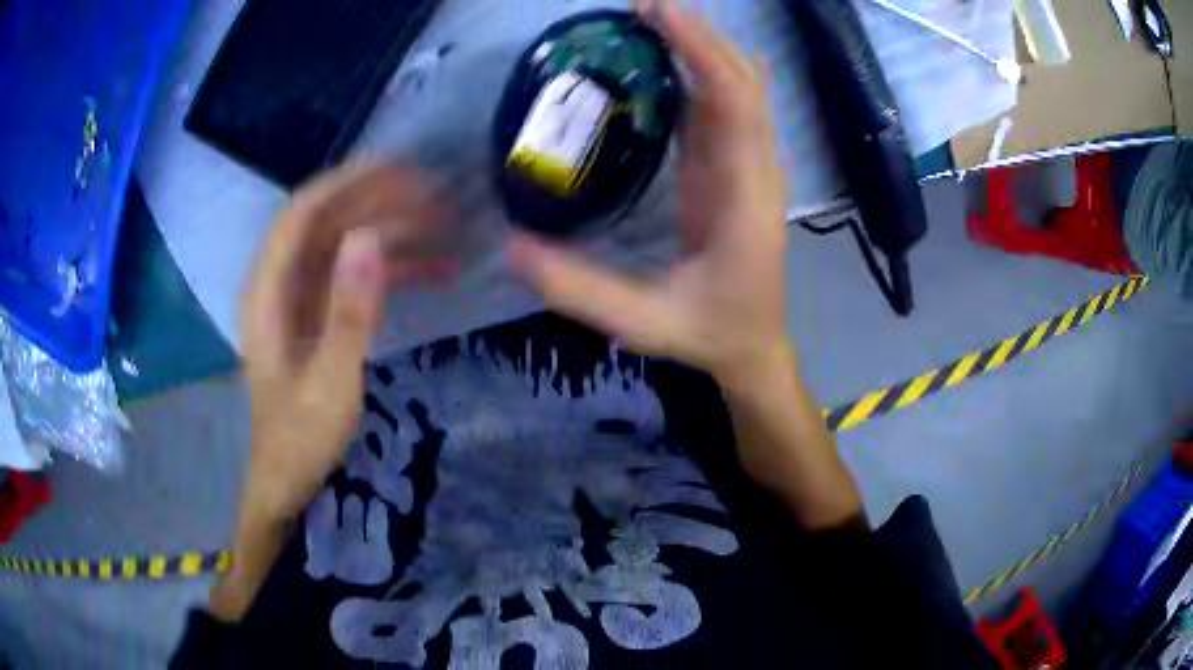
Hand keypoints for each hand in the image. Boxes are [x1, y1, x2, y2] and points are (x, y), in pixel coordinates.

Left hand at [240, 164, 446, 520]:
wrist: (287, 480)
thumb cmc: (300, 439)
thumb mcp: (330, 382)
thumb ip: (350, 311)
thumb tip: (370, 237)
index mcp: (268, 291)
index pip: (305, 212)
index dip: (350, 182)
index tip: (402, 168)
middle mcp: (280, 283)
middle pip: (328, 221)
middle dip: (381, 201)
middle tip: (438, 195)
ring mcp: (300, 297)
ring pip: (346, 244)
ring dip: (394, 230)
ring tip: (446, 225)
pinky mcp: (319, 314)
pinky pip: (356, 275)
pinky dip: (393, 267)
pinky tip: (436, 270)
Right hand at [508, 0, 790, 387]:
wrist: (755, 348)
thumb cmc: (711, 334)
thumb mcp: (644, 324)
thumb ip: (580, 289)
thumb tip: (511, 246)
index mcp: (744, 199)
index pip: (736, 105)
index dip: (702, 52)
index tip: (658, 14)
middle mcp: (755, 171)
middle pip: (744, 82)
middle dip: (700, 35)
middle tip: (643, 5)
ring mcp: (747, 167)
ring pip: (739, 89)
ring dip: (702, 47)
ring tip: (650, 18)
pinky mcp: (732, 170)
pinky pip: (723, 108)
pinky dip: (698, 73)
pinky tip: (665, 57)